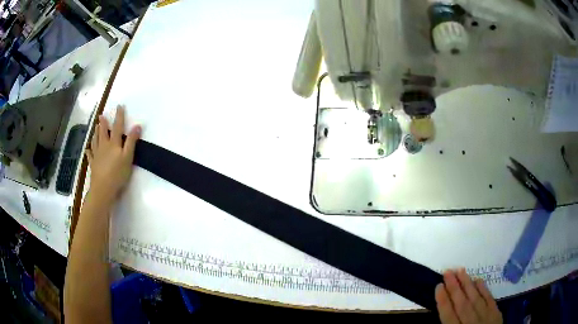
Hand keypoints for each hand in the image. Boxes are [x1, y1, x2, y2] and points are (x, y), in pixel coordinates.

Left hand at [86, 106, 140, 202]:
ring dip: (96, 133)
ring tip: (95, 127)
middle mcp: (104, 146)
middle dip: (103, 123)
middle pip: (103, 132)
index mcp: (113, 144)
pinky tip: (88, 149)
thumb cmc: (117, 174)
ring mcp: (97, 155)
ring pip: (95, 141)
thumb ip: (131, 142)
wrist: (103, 189)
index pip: (117, 127)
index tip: (119, 106)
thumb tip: (137, 125)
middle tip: (101, 115)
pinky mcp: (93, 164)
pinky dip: (89, 151)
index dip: (119, 116)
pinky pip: (90, 155)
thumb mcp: (128, 158)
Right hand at [435, 268, 502, 323]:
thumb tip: (444, 312)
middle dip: (454, 288)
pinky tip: (478, 280)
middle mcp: (471, 323)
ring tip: (460, 270)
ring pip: (475, 299)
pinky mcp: (496, 313)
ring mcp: (485, 317)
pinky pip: (489, 299)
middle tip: (448, 271)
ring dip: (467, 284)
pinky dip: (483, 290)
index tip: (438, 286)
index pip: (448, 315)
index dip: (443, 301)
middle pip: (462, 304)